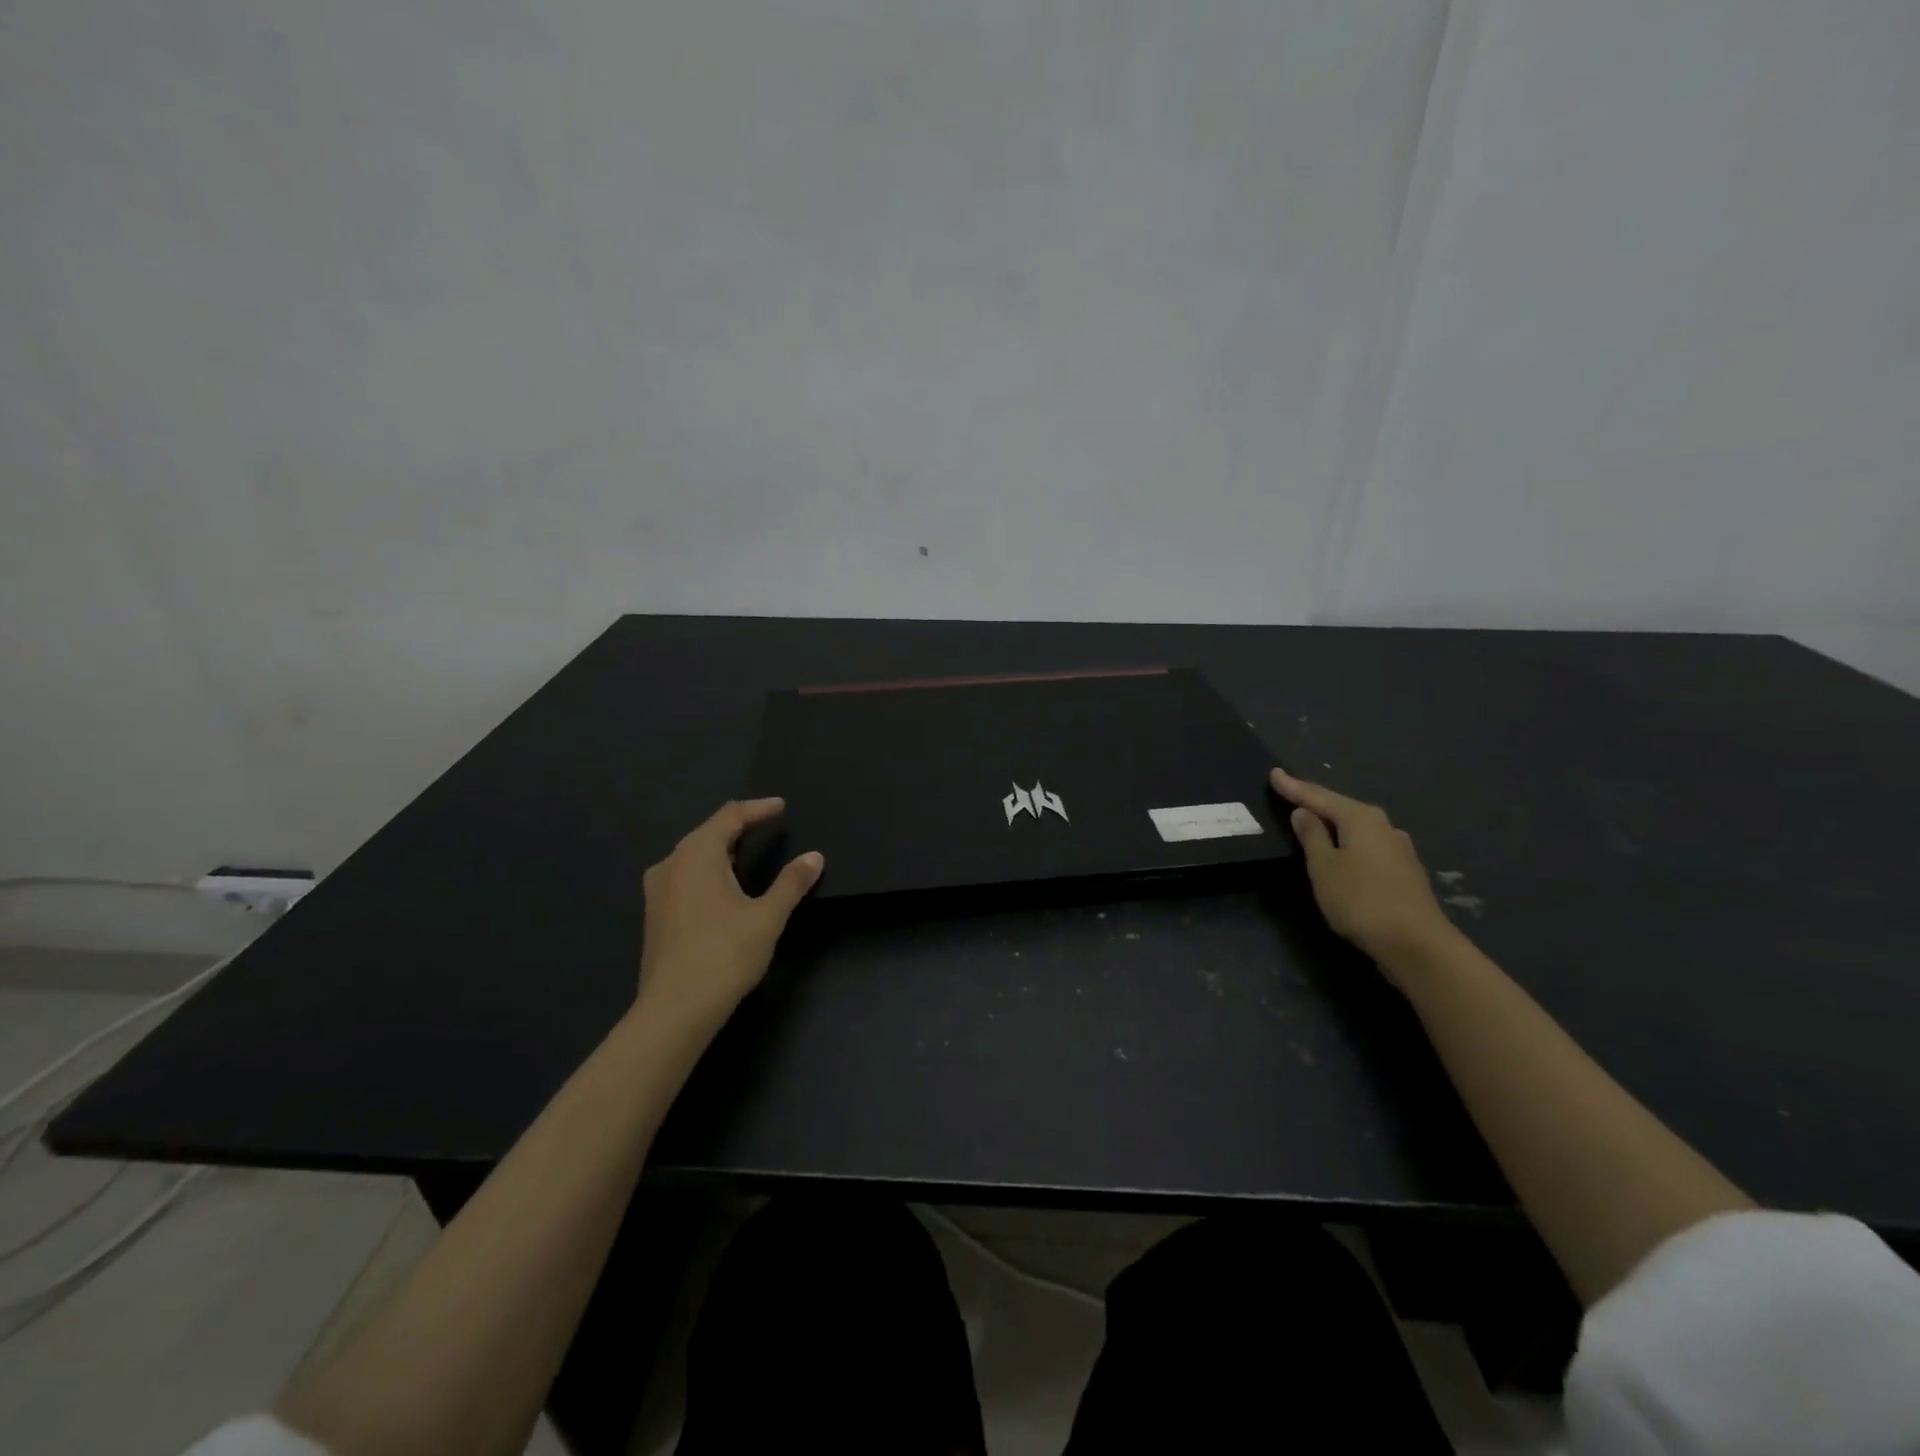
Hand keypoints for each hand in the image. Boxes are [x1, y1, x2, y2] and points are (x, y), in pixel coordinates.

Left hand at [636, 798, 823, 1035]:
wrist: (675, 1010)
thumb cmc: (724, 954)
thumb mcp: (767, 917)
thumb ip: (791, 883)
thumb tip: (815, 857)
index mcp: (696, 854)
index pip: (730, 816)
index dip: (757, 808)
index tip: (780, 806)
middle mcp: (671, 864)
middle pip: (707, 833)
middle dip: (738, 826)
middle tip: (765, 825)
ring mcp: (658, 892)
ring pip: (692, 856)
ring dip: (721, 850)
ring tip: (746, 852)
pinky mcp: (655, 916)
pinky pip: (684, 877)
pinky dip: (707, 871)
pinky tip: (722, 887)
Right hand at [1269, 769, 1455, 975]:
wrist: (1417, 944)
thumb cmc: (1361, 900)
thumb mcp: (1324, 867)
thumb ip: (1312, 836)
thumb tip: (1303, 812)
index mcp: (1361, 819)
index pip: (1318, 796)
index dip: (1293, 787)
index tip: (1273, 773)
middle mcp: (1384, 826)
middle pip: (1341, 808)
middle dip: (1316, 801)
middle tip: (1291, 793)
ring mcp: (1398, 849)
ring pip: (1357, 827)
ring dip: (1334, 823)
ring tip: (1313, 820)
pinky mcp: (1404, 871)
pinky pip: (1367, 845)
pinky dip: (1348, 842)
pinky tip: (1342, 850)